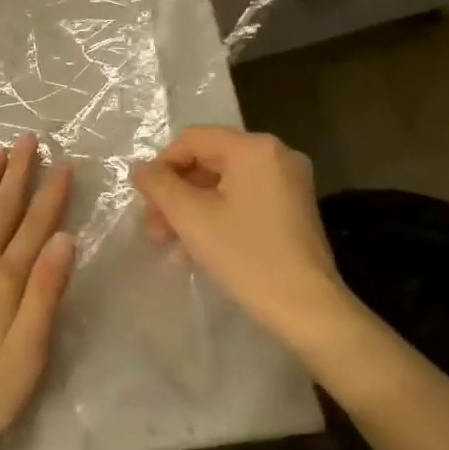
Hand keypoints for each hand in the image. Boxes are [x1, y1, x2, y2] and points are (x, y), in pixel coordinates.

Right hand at [133, 127, 356, 353]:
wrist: (309, 310)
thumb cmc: (247, 257)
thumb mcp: (192, 218)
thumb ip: (159, 185)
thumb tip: (140, 167)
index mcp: (254, 148)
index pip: (192, 140)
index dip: (161, 166)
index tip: (144, 201)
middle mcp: (275, 155)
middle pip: (208, 162)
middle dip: (175, 194)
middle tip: (152, 228)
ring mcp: (288, 182)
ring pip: (223, 184)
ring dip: (191, 210)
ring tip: (168, 244)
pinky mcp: (292, 209)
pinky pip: (243, 200)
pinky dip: (216, 217)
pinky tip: (195, 250)